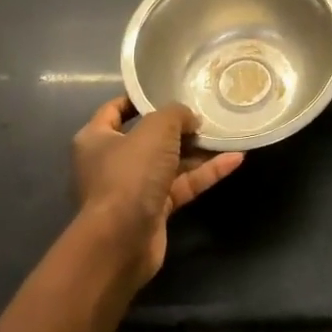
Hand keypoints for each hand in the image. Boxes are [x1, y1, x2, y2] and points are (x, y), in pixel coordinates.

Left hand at [72, 96, 243, 284]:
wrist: (120, 241)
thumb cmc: (129, 174)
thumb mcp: (156, 129)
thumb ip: (176, 114)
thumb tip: (190, 119)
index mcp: (97, 138)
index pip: (116, 109)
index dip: (141, 99)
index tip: (169, 89)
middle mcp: (112, 161)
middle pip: (149, 137)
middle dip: (179, 127)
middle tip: (206, 112)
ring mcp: (134, 188)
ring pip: (170, 162)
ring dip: (198, 150)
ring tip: (227, 133)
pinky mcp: (154, 210)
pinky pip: (183, 185)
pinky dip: (205, 173)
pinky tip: (235, 159)